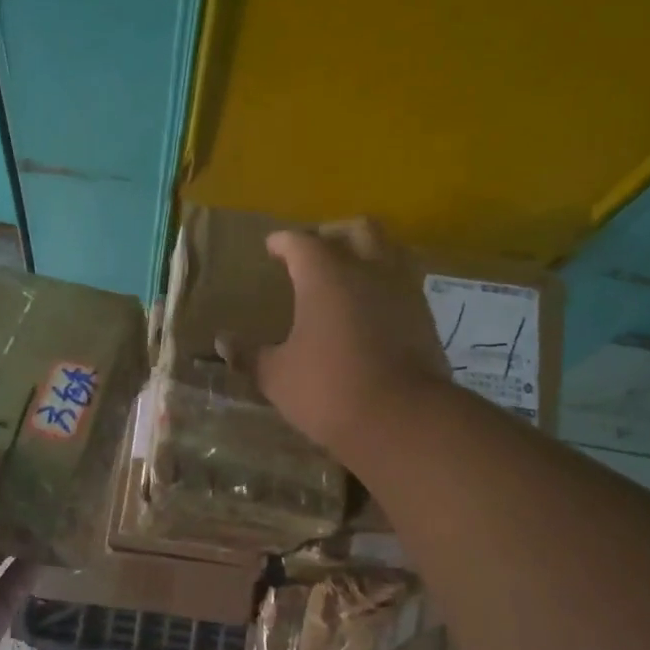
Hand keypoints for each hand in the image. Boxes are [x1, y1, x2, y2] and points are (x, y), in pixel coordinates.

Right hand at [251, 219, 452, 459]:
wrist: (400, 419)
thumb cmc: (328, 390)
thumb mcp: (277, 376)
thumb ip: (250, 355)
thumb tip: (223, 342)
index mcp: (326, 275)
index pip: (301, 242)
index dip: (284, 242)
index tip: (272, 246)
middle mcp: (369, 270)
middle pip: (357, 230)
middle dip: (334, 233)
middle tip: (316, 248)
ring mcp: (404, 291)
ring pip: (390, 250)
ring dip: (368, 253)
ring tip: (350, 273)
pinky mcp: (425, 317)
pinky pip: (404, 283)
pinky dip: (386, 284)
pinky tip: (373, 308)